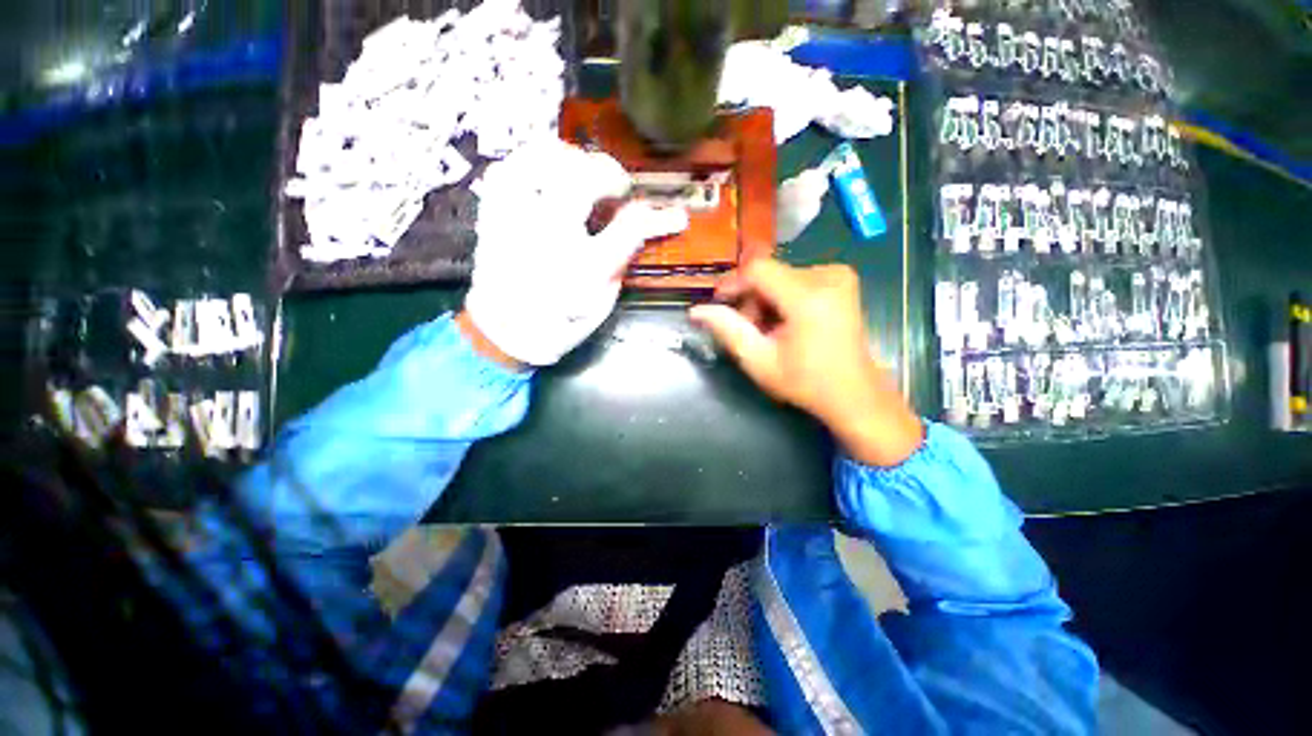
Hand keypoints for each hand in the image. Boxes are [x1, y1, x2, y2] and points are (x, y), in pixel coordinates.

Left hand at [462, 139, 688, 366]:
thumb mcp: (600, 300)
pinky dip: (533, 160)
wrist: (505, 331)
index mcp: (581, 269)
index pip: (628, 230)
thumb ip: (619, 259)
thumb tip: (641, 225)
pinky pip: (508, 167)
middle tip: (618, 188)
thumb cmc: (560, 322)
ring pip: (541, 160)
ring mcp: (514, 219)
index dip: (658, 219)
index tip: (674, 217)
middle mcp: (547, 238)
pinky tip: (547, 172)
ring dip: (572, 160)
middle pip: (582, 180)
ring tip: (583, 173)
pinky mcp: (492, 212)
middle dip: (609, 174)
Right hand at [689, 259, 922, 466]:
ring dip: (765, 300)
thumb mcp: (759, 360)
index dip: (733, 283)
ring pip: (780, 276)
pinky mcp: (842, 279)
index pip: (758, 269)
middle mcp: (828, 276)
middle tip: (749, 330)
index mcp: (809, 297)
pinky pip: (796, 279)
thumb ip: (728, 330)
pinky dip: (782, 297)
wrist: (854, 393)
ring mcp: (839, 275)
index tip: (719, 304)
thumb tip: (696, 311)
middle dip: (751, 298)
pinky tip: (786, 322)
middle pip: (769, 273)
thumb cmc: (805, 382)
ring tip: (768, 331)